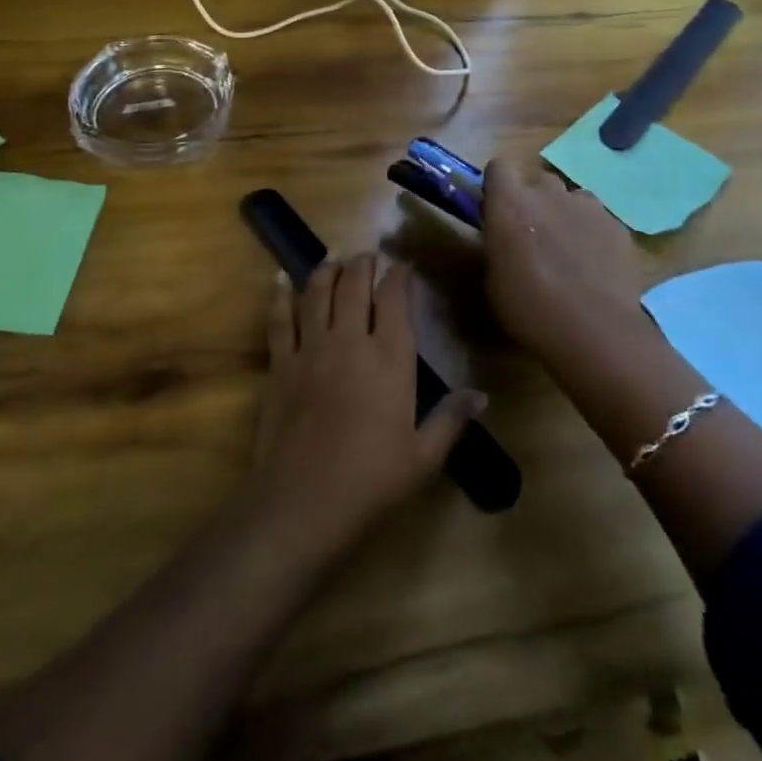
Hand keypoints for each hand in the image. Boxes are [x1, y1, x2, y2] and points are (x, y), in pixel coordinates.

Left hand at [248, 254, 484, 559]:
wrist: (303, 504)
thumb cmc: (371, 482)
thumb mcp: (423, 458)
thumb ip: (451, 419)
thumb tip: (482, 395)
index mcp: (389, 358)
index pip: (394, 298)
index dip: (399, 275)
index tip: (403, 266)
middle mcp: (349, 340)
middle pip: (354, 284)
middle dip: (363, 264)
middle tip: (369, 256)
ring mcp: (310, 348)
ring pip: (318, 292)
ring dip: (328, 270)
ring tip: (335, 260)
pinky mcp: (281, 364)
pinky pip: (279, 319)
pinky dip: (281, 296)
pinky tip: (282, 280)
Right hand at [482, 156, 654, 355]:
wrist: (595, 331)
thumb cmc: (530, 309)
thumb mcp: (493, 281)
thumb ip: (497, 246)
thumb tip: (503, 239)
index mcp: (510, 203)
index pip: (498, 167)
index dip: (497, 185)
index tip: (498, 208)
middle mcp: (548, 193)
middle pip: (539, 181)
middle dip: (535, 201)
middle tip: (534, 234)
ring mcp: (587, 206)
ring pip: (572, 198)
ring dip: (566, 214)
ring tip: (569, 250)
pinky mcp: (617, 225)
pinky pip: (599, 220)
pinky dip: (594, 234)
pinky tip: (596, 265)